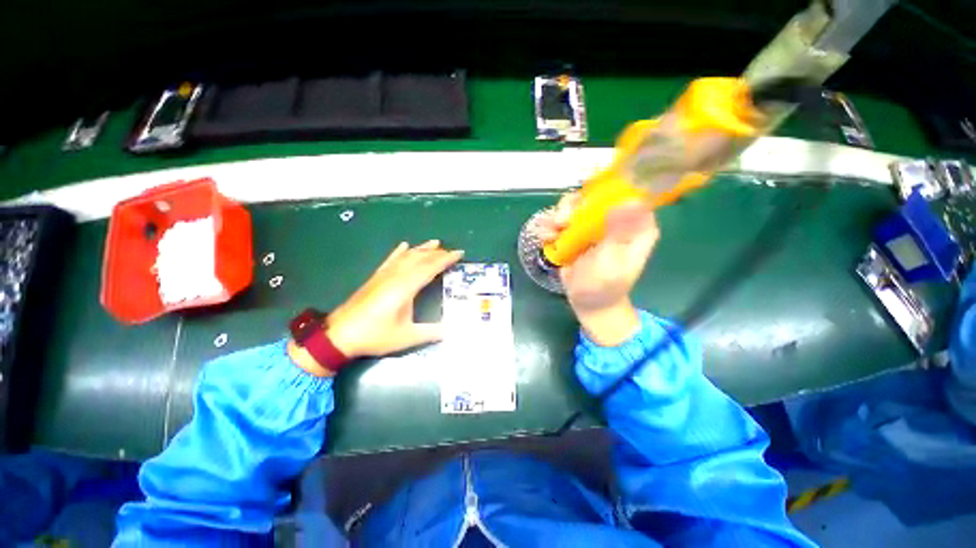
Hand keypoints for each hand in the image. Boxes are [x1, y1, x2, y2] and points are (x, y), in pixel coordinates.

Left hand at [290, 240, 462, 376]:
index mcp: (405, 287)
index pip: (430, 267)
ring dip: (422, 248)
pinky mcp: (376, 277)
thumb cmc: (374, 335)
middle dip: (438, 253)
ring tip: (435, 243)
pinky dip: (400, 251)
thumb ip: (432, 332)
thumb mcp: (407, 337)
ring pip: (407, 256)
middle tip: (452, 251)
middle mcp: (395, 276)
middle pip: (420, 258)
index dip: (446, 259)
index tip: (459, 253)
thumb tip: (453, 330)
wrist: (339, 335)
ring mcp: (384, 275)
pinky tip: (405, 245)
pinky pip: (391, 259)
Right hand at [535, 193, 658, 345]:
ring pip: (575, 208)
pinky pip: (563, 222)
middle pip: (594, 197)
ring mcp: (594, 227)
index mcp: (635, 225)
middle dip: (573, 207)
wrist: (589, 303)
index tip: (585, 190)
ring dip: (558, 217)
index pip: (627, 192)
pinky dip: (552, 227)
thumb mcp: (612, 261)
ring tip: (549, 234)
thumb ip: (618, 233)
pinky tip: (545, 238)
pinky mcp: (578, 235)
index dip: (607, 186)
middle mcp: (616, 220)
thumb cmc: (605, 286)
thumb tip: (629, 200)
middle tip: (561, 222)